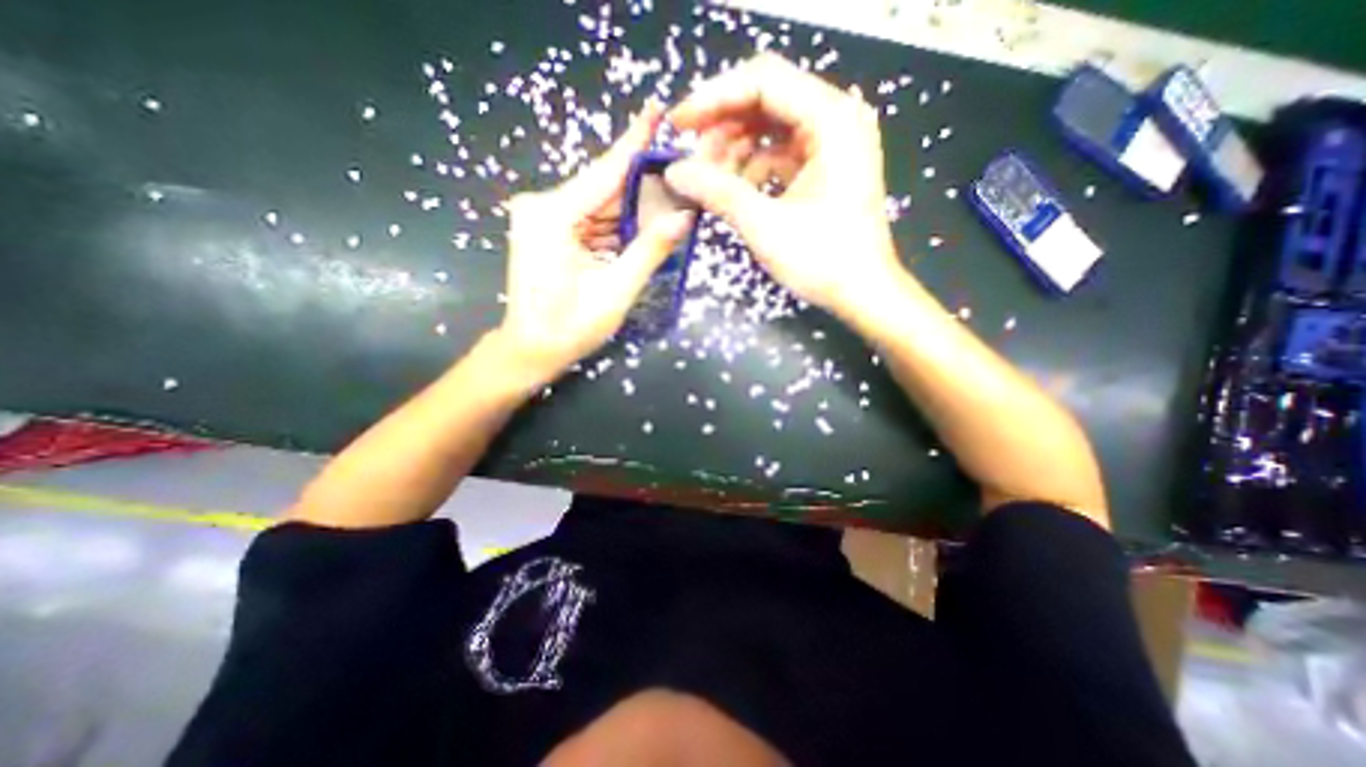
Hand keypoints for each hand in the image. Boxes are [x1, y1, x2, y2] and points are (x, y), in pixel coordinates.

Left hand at [493, 100, 694, 384]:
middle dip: (642, 187)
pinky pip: (590, 221)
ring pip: (599, 206)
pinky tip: (642, 228)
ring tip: (670, 205)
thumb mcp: (615, 291)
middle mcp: (541, 206)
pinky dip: (616, 226)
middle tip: (680, 178)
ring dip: (632, 210)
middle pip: (603, 190)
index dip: (634, 144)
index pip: (604, 172)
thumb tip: (684, 217)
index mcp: (552, 215)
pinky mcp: (547, 231)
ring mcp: (542, 218)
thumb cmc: (570, 328)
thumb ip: (649, 250)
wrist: (531, 350)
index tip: (657, 110)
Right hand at [662, 55, 904, 319]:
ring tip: (708, 180)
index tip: (678, 124)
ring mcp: (832, 144)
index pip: (763, 82)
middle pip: (766, 101)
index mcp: (831, 120)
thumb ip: (718, 192)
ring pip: (771, 129)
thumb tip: (674, 173)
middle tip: (692, 161)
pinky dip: (753, 168)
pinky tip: (733, 190)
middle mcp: (836, 120)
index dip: (714, 98)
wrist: (862, 292)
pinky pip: (780, 153)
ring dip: (735, 150)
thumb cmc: (822, 260)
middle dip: (723, 128)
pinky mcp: (825, 168)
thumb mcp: (764, 226)